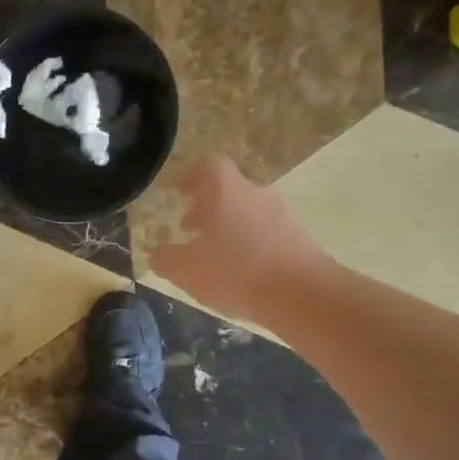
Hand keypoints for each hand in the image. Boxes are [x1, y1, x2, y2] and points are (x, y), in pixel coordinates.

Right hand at [148, 157, 322, 323]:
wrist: (301, 293)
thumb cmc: (236, 271)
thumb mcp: (186, 270)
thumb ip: (166, 259)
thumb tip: (157, 253)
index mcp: (226, 190)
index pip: (208, 166)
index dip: (189, 176)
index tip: (175, 191)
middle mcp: (255, 193)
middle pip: (228, 189)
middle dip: (205, 207)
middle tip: (187, 228)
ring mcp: (281, 214)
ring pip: (246, 212)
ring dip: (226, 227)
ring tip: (211, 254)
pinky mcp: (297, 238)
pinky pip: (263, 233)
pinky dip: (247, 244)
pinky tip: (238, 271)